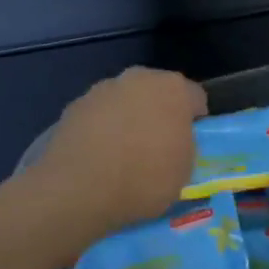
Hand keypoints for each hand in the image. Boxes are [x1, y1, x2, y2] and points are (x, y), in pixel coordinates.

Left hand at [34, 67, 206, 238]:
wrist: (78, 189)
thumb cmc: (144, 178)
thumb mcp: (184, 172)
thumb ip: (184, 147)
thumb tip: (174, 142)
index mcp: (173, 89)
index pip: (195, 98)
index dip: (195, 121)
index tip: (189, 143)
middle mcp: (137, 79)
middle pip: (156, 93)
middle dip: (159, 113)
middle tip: (157, 146)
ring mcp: (101, 90)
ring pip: (124, 102)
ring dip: (127, 119)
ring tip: (122, 155)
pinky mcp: (73, 107)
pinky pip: (98, 117)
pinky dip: (101, 130)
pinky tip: (98, 158)